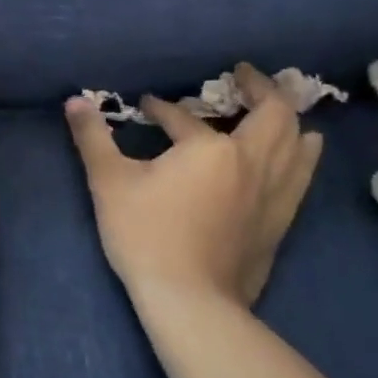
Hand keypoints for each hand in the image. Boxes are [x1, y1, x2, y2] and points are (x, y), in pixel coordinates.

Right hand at [64, 64, 322, 310]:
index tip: (145, 107)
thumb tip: (74, 101)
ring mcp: (273, 193)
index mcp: (212, 149)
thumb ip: (93, 137)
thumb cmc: (146, 235)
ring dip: (290, 118)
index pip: (184, 118)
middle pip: (274, 114)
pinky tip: (299, 153)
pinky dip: (301, 154)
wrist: (189, 301)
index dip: (162, 108)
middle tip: (243, 76)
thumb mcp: (109, 182)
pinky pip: (302, 175)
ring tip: (279, 107)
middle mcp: (253, 162)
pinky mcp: (281, 221)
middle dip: (260, 87)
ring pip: (299, 143)